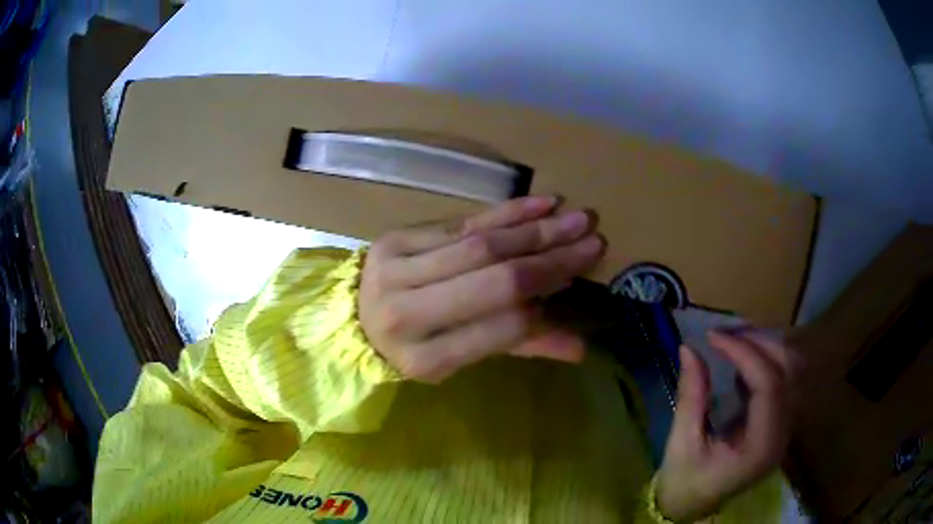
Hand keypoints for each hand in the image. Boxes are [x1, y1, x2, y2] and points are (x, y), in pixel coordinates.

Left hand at [359, 196, 604, 382]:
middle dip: (550, 258)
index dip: (543, 303)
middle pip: (492, 278)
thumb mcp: (460, 359)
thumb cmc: (413, 347)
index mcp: (423, 359)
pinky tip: (540, 204)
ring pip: (479, 244)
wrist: (356, 317)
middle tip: (592, 241)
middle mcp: (406, 314)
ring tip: (577, 219)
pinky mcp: (396, 238)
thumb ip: (518, 348)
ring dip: (534, 229)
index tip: (576, 281)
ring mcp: (396, 270)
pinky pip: (460, 222)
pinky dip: (504, 212)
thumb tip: (581, 348)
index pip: (500, 327)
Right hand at [656, 329, 801, 521]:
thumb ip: (691, 395)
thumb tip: (689, 347)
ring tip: (734, 341)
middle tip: (725, 333)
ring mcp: (785, 428)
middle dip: (760, 344)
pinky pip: (784, 380)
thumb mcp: (682, 443)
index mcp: (761, 447)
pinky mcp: (779, 423)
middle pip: (789, 371)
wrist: (692, 508)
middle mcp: (782, 435)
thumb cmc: (684, 483)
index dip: (746, 353)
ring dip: (767, 349)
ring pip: (792, 371)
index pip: (770, 385)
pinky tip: (741, 364)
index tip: (714, 337)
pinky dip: (766, 362)